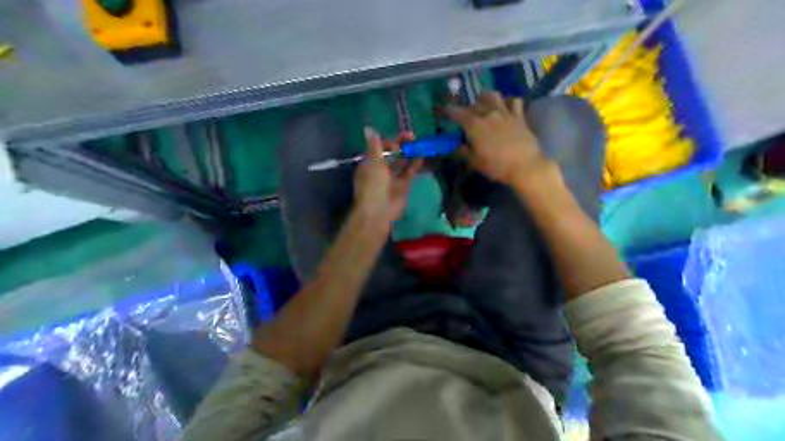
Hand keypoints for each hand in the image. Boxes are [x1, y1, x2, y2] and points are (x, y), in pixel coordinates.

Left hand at [350, 126, 419, 226]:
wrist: (378, 212)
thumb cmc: (373, 186)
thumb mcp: (373, 163)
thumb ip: (375, 146)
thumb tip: (368, 128)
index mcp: (369, 163)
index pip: (379, 148)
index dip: (389, 142)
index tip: (399, 141)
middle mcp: (380, 169)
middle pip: (391, 153)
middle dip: (401, 145)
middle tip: (412, 137)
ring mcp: (391, 178)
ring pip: (401, 162)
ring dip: (409, 153)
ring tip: (419, 144)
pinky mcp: (402, 186)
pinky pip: (408, 173)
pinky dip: (414, 165)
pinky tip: (421, 157)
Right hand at [447, 92, 550, 185]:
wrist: (525, 166)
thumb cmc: (496, 166)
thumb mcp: (474, 162)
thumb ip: (464, 151)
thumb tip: (458, 145)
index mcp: (474, 125)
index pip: (456, 112)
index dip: (448, 111)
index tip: (444, 111)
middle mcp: (488, 114)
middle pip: (474, 104)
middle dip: (467, 108)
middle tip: (465, 116)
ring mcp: (505, 113)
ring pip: (493, 96)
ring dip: (486, 98)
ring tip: (484, 104)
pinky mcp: (519, 116)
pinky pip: (514, 101)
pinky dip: (508, 102)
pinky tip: (506, 108)